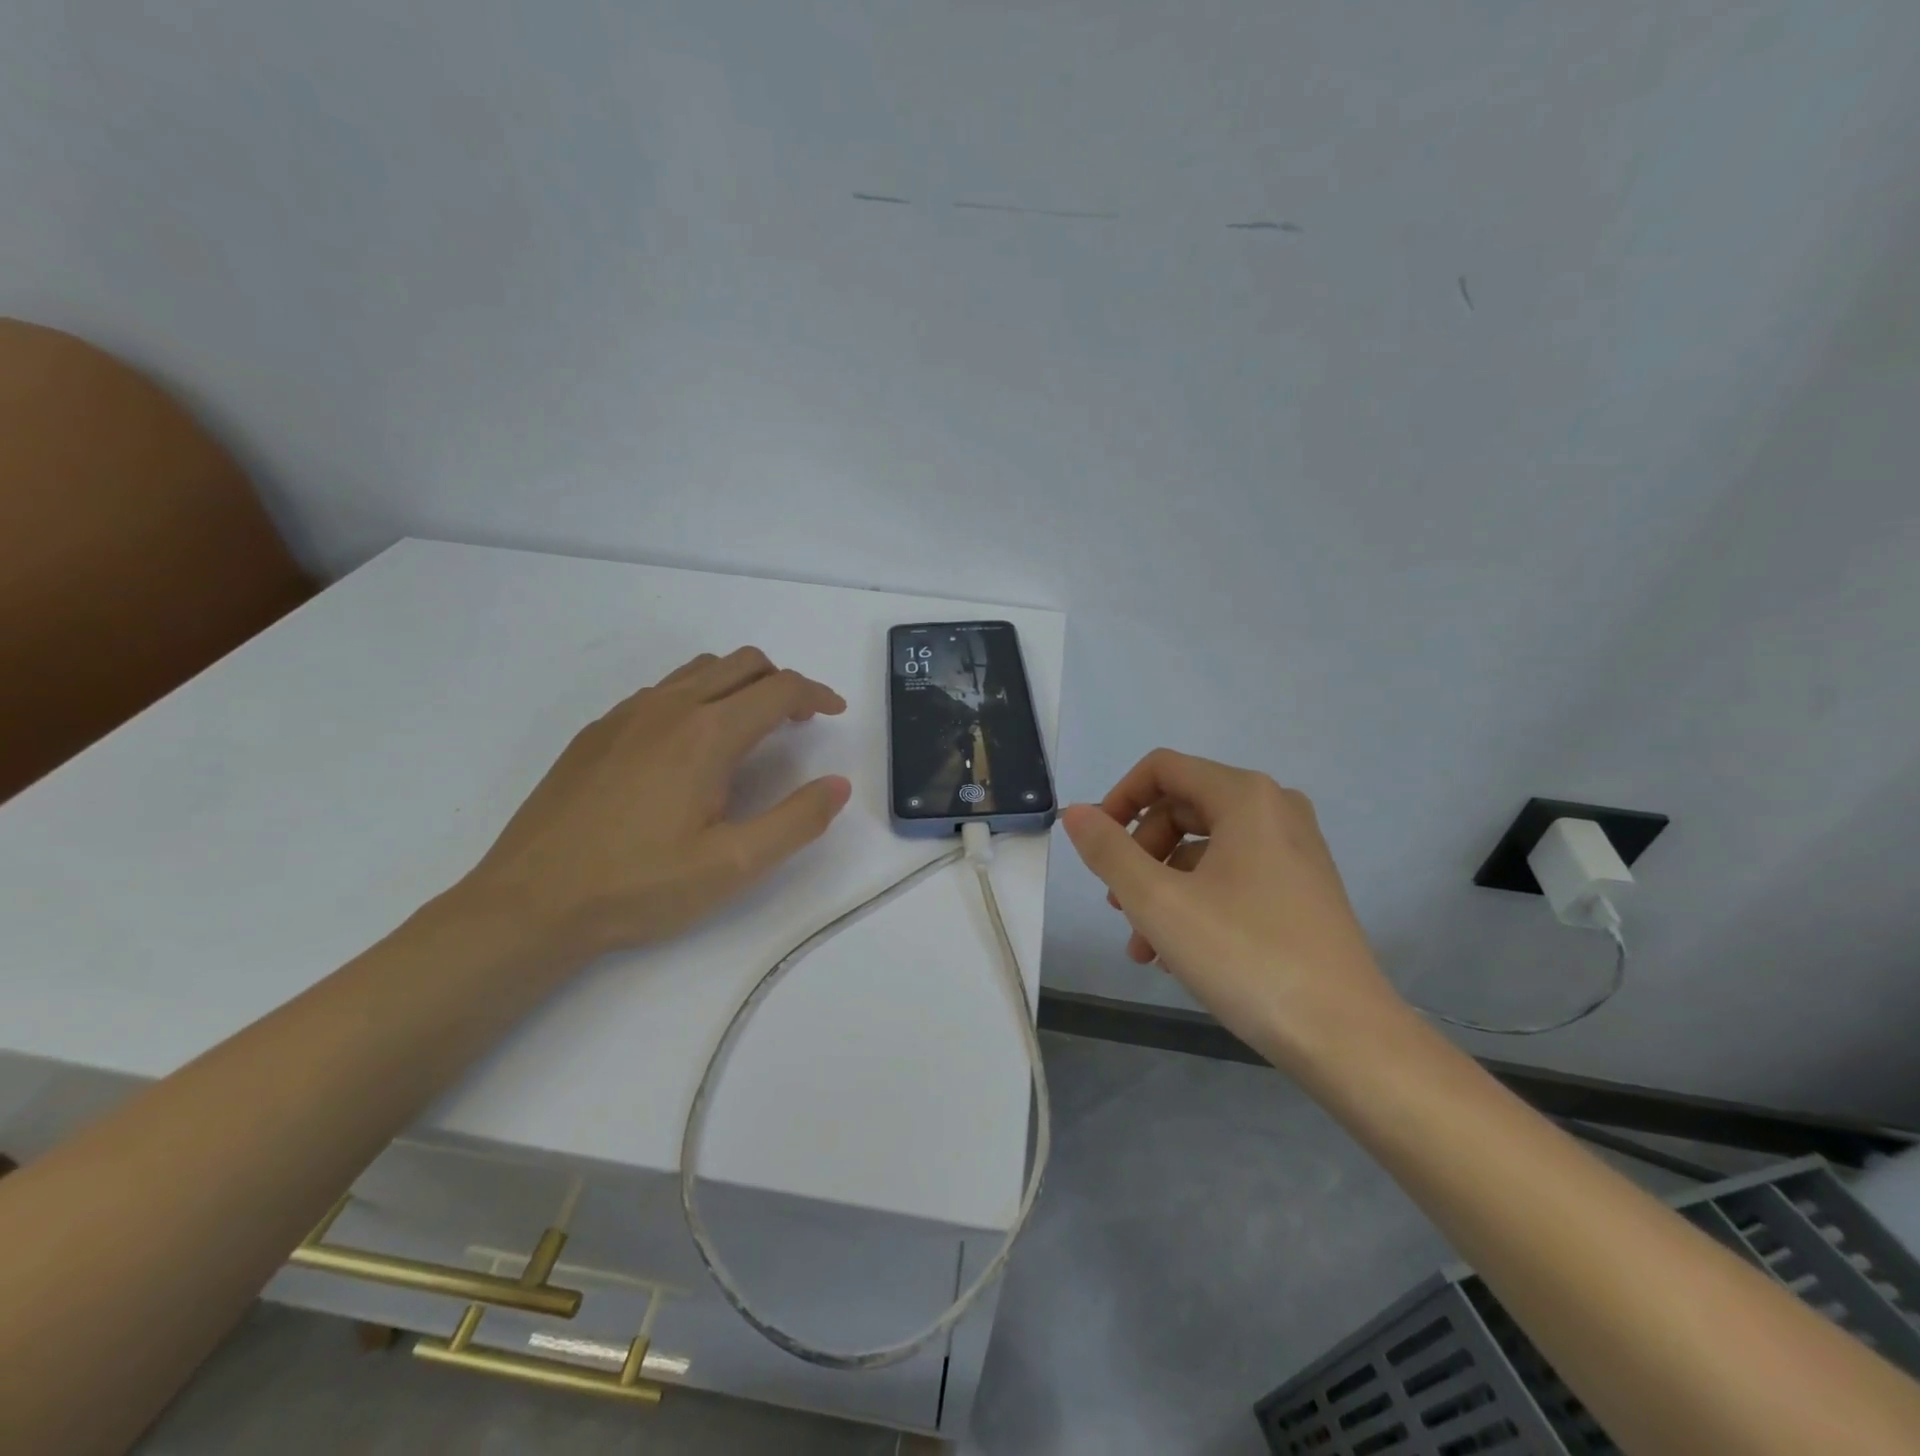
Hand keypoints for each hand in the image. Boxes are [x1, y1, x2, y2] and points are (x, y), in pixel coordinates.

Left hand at [457, 648, 851, 959]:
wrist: (529, 903)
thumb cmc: (639, 886)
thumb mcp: (733, 865)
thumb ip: (796, 821)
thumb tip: (838, 784)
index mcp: (707, 734)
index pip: (778, 689)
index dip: (816, 694)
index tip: (836, 711)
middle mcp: (668, 707)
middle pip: (742, 664)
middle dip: (782, 682)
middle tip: (800, 721)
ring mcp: (627, 715)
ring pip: (700, 671)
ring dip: (739, 684)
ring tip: (753, 726)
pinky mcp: (597, 731)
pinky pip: (663, 690)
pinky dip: (698, 696)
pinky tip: (691, 745)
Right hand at [1060, 749, 1403, 1069]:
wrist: (1347, 1038)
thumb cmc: (1246, 956)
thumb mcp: (1159, 902)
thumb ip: (1108, 851)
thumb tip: (1076, 813)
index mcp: (1245, 796)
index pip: (1161, 769)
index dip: (1117, 799)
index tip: (1094, 846)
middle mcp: (1275, 809)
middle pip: (1181, 809)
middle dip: (1139, 855)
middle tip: (1118, 906)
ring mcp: (1294, 850)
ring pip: (1203, 850)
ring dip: (1161, 888)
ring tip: (1142, 946)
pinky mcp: (1302, 889)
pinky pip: (1232, 876)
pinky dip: (1195, 902)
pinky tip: (1176, 955)